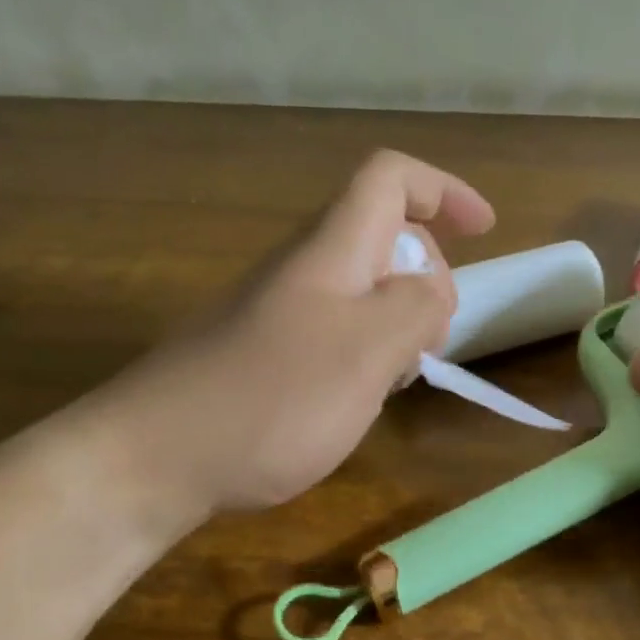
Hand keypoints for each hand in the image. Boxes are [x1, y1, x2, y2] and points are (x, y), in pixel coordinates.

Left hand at [102, 151, 494, 514]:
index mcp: (330, 250)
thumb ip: (417, 307)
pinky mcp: (262, 353)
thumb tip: (432, 291)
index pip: (390, 179)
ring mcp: (276, 311)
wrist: (153, 460)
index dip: (443, 190)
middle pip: (381, 236)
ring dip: (398, 320)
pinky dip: (366, 351)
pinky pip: (334, 330)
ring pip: (360, 289)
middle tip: (433, 338)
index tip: (486, 232)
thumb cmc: (271, 399)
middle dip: (427, 273)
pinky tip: (358, 399)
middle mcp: (302, 269)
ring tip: (400, 375)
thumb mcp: (368, 350)